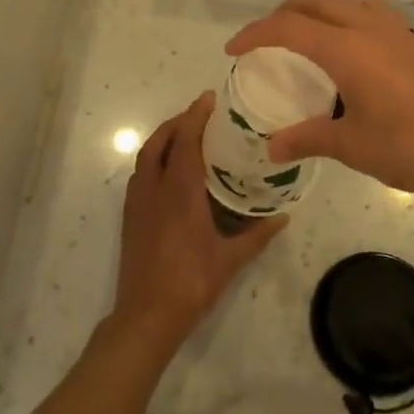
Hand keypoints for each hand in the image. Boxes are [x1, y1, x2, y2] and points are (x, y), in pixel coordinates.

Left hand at [110, 92, 285, 357]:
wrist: (146, 316)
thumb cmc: (191, 284)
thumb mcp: (230, 261)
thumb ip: (257, 235)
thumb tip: (284, 216)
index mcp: (180, 193)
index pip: (186, 141)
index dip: (196, 116)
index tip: (209, 98)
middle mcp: (155, 189)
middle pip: (160, 141)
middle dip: (178, 121)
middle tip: (200, 114)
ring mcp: (138, 202)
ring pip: (146, 156)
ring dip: (163, 138)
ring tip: (186, 135)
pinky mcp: (130, 216)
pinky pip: (140, 174)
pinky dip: (154, 158)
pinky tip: (170, 170)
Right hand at [225, 0, 413, 201]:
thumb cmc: (410, 146)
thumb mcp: (351, 145)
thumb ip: (308, 139)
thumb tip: (271, 149)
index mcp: (346, 49)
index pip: (288, 28)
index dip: (255, 34)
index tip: (233, 49)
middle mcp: (368, 28)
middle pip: (316, 1)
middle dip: (284, 13)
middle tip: (266, 40)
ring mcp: (396, 32)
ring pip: (345, 1)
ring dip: (317, 9)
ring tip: (304, 37)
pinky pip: (369, 13)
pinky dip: (345, 17)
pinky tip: (349, 49)